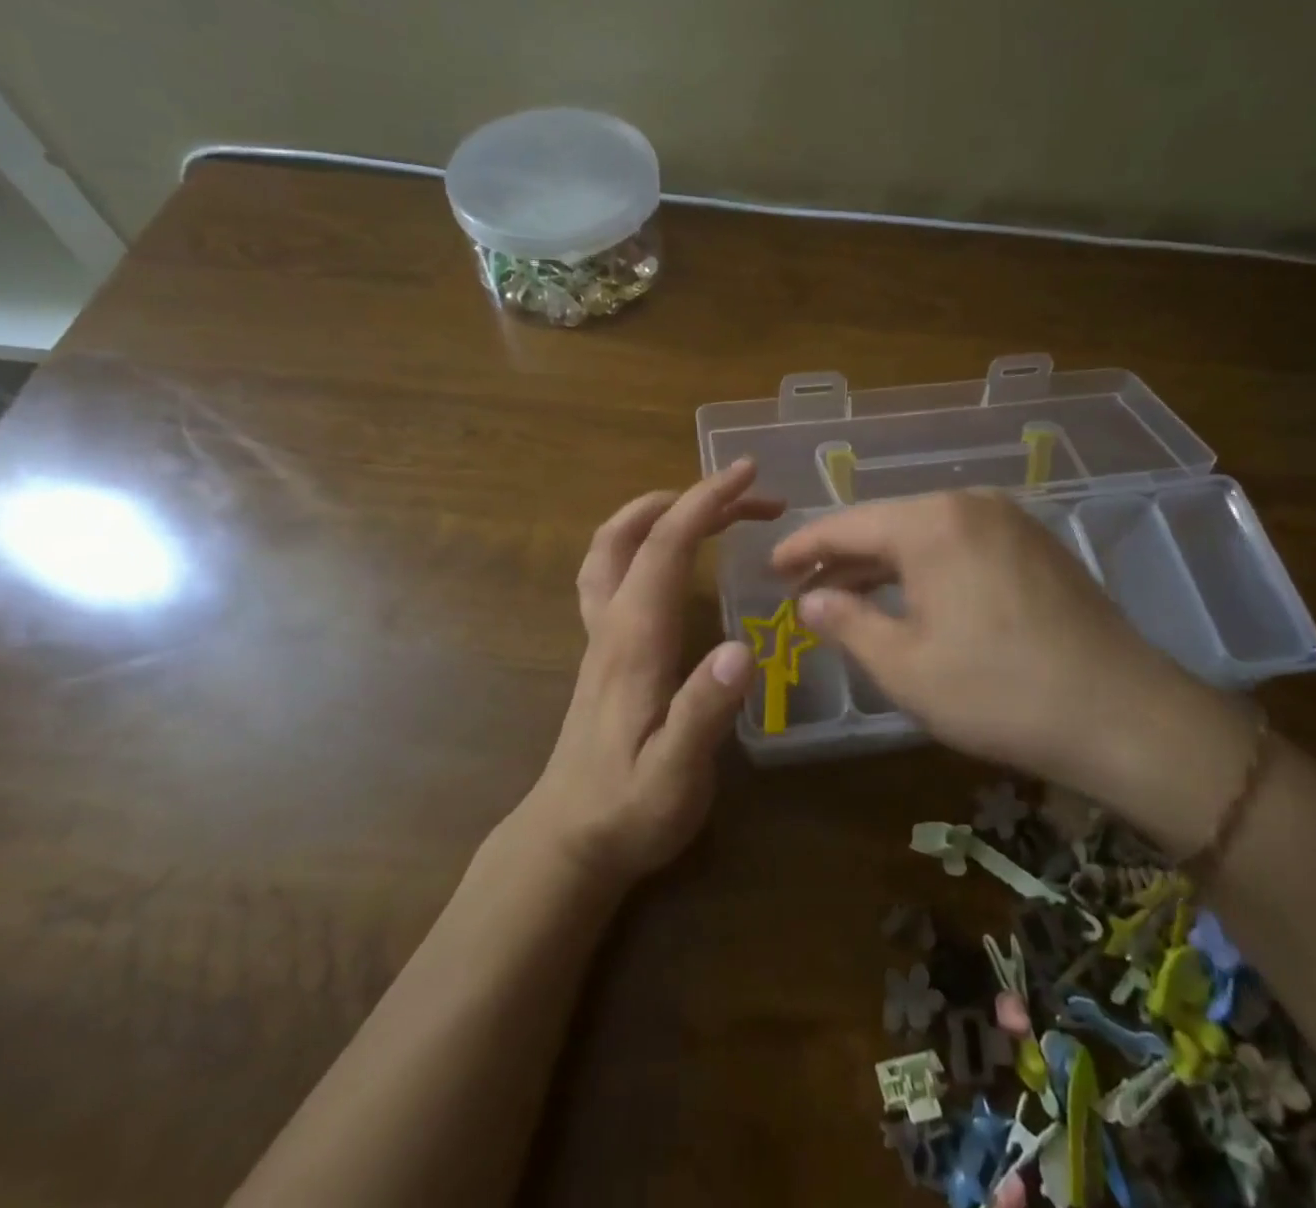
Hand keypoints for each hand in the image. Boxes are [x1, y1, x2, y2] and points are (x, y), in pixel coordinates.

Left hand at [526, 460, 783, 884]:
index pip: (666, 547)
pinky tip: (668, 556)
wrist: (568, 841)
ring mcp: (601, 633)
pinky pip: (610, 571)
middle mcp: (613, 623)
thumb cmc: (629, 810)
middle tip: (747, 494)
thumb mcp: (675, 775)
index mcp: (635, 639)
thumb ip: (704, 712)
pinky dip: (641, 540)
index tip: (747, 473)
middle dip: (691, 498)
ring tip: (708, 507)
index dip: (705, 501)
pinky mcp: (603, 648)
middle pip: (636, 533)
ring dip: (659, 512)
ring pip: (611, 546)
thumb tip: (742, 648)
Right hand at [772, 491, 1251, 847]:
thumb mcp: (904, 665)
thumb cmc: (997, 691)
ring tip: (847, 596)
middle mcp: (971, 504)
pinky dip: (925, 568)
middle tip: (802, 588)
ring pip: (926, 535)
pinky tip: (911, 598)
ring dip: (883, 565)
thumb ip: (847, 623)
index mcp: (932, 522)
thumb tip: (810, 599)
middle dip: (842, 557)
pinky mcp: (1036, 547)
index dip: (803, 547)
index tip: (771, 567)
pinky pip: (961, 545)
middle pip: (887, 524)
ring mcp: (1011, 522)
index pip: (848, 524)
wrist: (1123, 715)